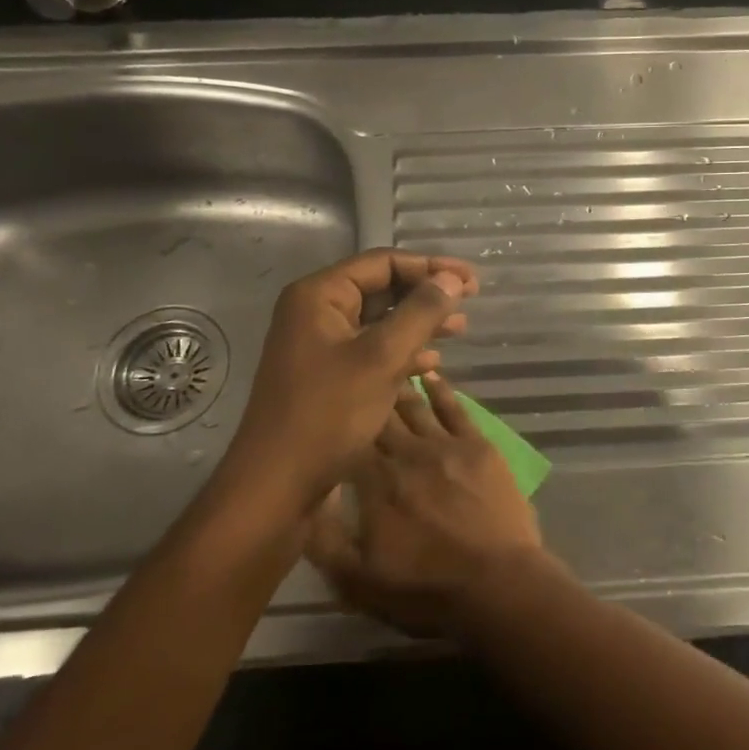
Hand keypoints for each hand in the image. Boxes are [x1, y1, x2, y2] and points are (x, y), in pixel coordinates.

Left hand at [225, 250, 478, 508]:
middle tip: (470, 301)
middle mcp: (316, 312)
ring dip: (420, 322)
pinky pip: (372, 349)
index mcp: (320, 296)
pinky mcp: (328, 375)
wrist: (276, 487)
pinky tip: (431, 363)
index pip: (384, 262)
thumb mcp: (382, 358)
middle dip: (427, 294)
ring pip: (380, 320)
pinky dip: (403, 351)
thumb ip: (420, 313)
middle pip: (382, 288)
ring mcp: (320, 345)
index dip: (431, 267)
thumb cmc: (328, 415)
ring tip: (460, 328)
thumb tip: (452, 279)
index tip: (472, 281)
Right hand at [307, 372, 550, 637]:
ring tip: (387, 366)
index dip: (337, 421)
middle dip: (367, 396)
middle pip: (380, 417)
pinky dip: (442, 389)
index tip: (326, 403)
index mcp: (373, 483)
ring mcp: (444, 445)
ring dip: (400, 386)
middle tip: (355, 373)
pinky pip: (455, 409)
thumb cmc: (426, 588)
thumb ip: (323, 539)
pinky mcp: (477, 445)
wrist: (497, 584)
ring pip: (415, 407)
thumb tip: (306, 496)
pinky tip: (432, 374)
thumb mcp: (357, 582)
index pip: (348, 441)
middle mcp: (405, 454)